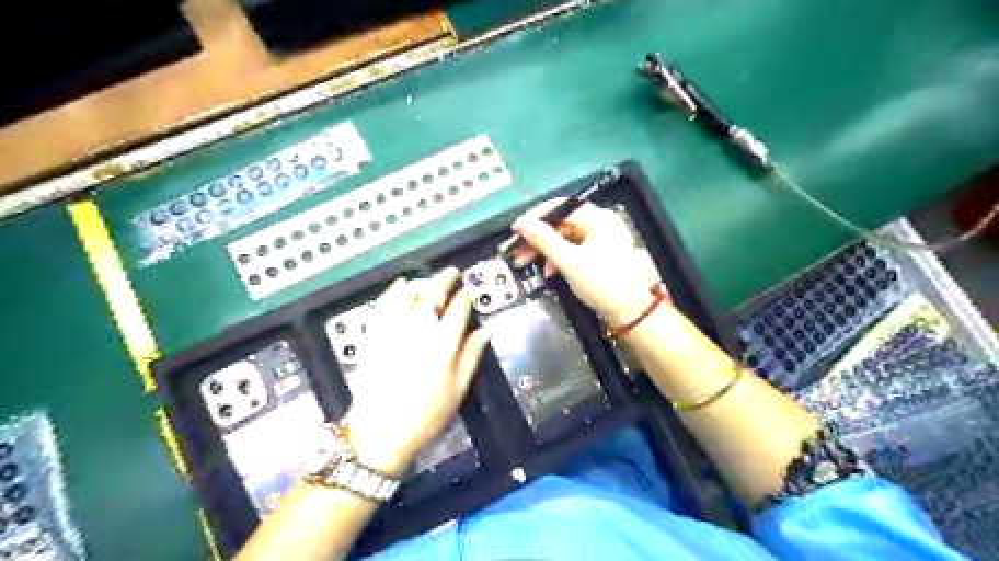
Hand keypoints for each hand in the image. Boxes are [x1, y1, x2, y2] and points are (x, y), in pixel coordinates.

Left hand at [342, 268, 489, 476]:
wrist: (379, 433)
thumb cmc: (424, 416)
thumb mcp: (457, 390)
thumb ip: (471, 355)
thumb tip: (486, 330)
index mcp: (441, 347)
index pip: (457, 310)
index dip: (466, 297)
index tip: (469, 292)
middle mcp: (417, 332)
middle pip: (432, 294)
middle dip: (444, 279)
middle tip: (453, 273)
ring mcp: (391, 332)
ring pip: (406, 293)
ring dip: (420, 282)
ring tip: (429, 281)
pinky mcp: (373, 335)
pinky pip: (382, 304)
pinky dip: (393, 290)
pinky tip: (400, 286)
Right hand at [515, 201, 660, 324]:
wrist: (632, 312)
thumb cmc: (602, 283)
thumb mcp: (569, 262)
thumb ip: (544, 240)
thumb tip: (522, 223)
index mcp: (598, 218)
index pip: (560, 207)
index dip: (535, 217)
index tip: (515, 230)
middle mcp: (600, 223)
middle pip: (561, 223)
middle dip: (537, 237)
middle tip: (516, 250)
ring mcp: (601, 239)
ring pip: (564, 238)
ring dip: (544, 250)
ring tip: (524, 263)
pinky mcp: (599, 254)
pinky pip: (573, 249)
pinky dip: (558, 258)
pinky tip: (549, 271)